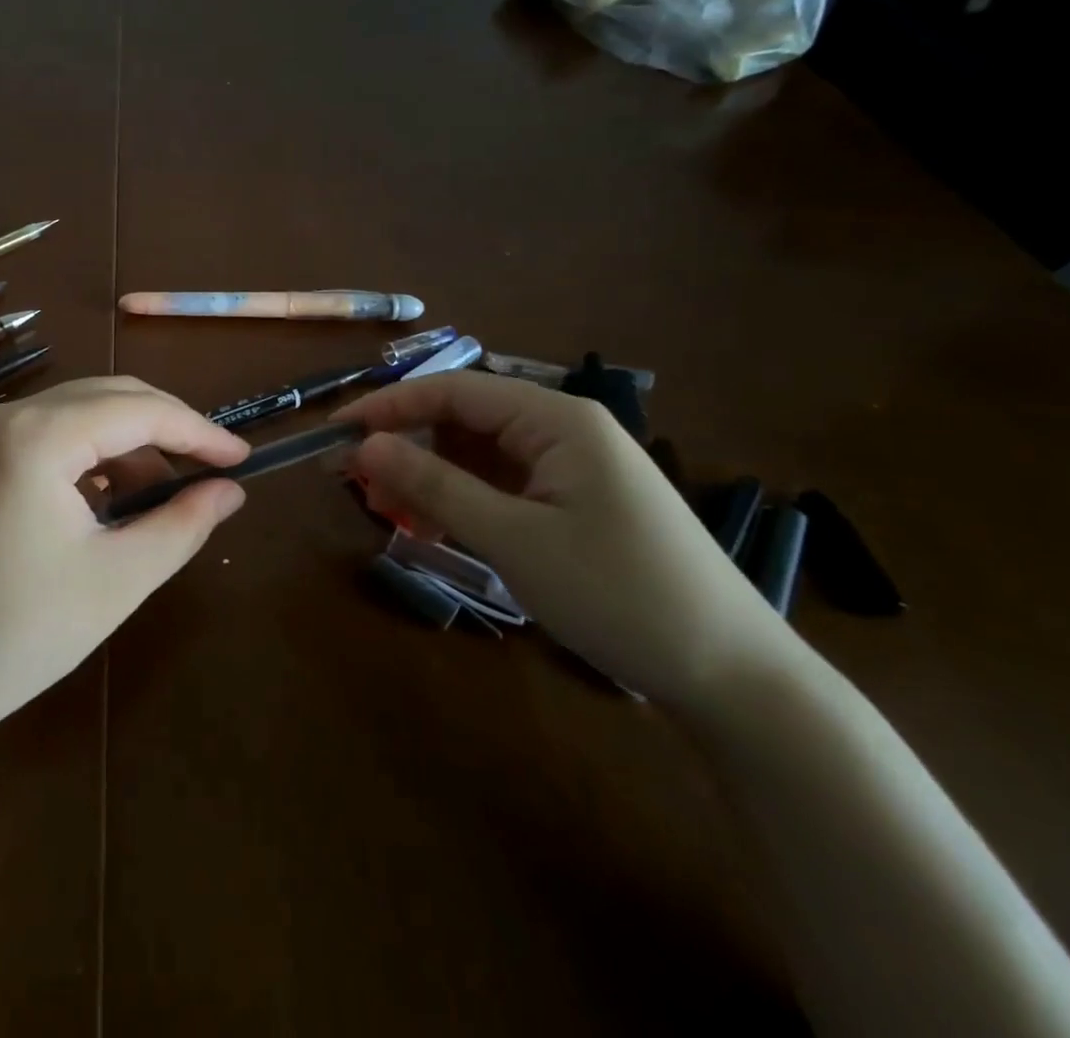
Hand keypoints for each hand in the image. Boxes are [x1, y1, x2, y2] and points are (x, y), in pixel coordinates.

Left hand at [0, 377, 250, 732]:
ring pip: (78, 413)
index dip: (198, 431)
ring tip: (161, 497)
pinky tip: (107, 501)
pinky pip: (48, 436)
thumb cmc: (15, 635)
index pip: (139, 410)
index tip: (242, 458)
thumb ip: (181, 526)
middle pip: (108, 396)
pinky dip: (89, 457)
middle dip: (165, 429)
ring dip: (128, 443)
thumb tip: (230, 491)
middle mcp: (7, 417)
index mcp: (39, 436)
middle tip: (211, 470)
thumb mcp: (116, 581)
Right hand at [336, 371, 802, 710]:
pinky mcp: (577, 504)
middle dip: (405, 445)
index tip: (334, 433)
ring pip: (478, 455)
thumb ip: (434, 486)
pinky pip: (502, 485)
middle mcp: (564, 430)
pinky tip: (433, 526)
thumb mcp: (513, 539)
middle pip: (464, 420)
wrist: (735, 679)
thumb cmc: (620, 594)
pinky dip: (462, 500)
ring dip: (429, 476)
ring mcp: (573, 468)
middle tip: (350, 479)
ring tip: (384, 508)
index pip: (453, 390)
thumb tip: (364, 445)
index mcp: (557, 419)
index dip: (388, 407)